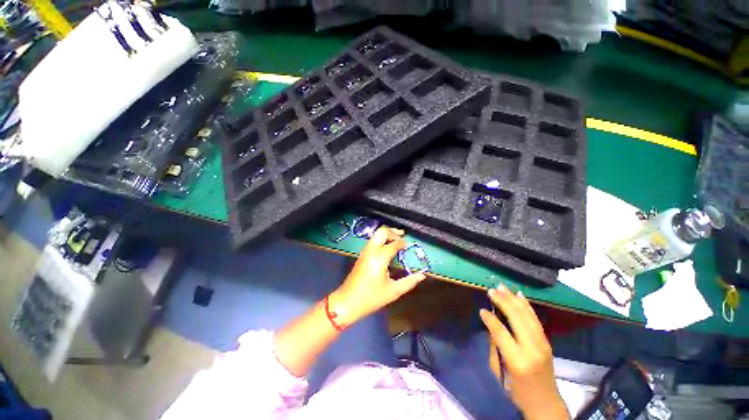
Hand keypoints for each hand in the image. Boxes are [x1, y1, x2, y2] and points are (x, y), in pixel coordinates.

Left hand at [330, 226, 425, 324]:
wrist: (347, 302)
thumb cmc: (371, 297)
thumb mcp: (393, 291)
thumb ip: (409, 282)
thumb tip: (422, 275)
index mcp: (380, 257)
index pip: (394, 243)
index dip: (403, 243)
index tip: (409, 246)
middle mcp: (371, 250)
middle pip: (382, 231)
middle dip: (393, 232)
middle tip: (402, 236)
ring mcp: (365, 252)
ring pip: (376, 235)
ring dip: (386, 235)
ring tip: (396, 240)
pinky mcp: (361, 255)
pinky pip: (372, 241)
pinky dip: (381, 240)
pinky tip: (387, 248)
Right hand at [480, 285, 568, 419]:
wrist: (545, 403)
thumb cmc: (516, 391)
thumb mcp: (499, 372)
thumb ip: (495, 346)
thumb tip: (491, 325)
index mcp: (517, 360)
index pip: (501, 332)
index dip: (490, 319)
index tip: (482, 310)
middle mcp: (532, 349)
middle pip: (516, 318)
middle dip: (503, 301)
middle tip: (491, 290)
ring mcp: (542, 344)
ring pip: (527, 315)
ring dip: (513, 299)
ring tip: (502, 287)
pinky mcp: (546, 341)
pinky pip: (535, 319)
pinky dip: (527, 305)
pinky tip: (519, 295)